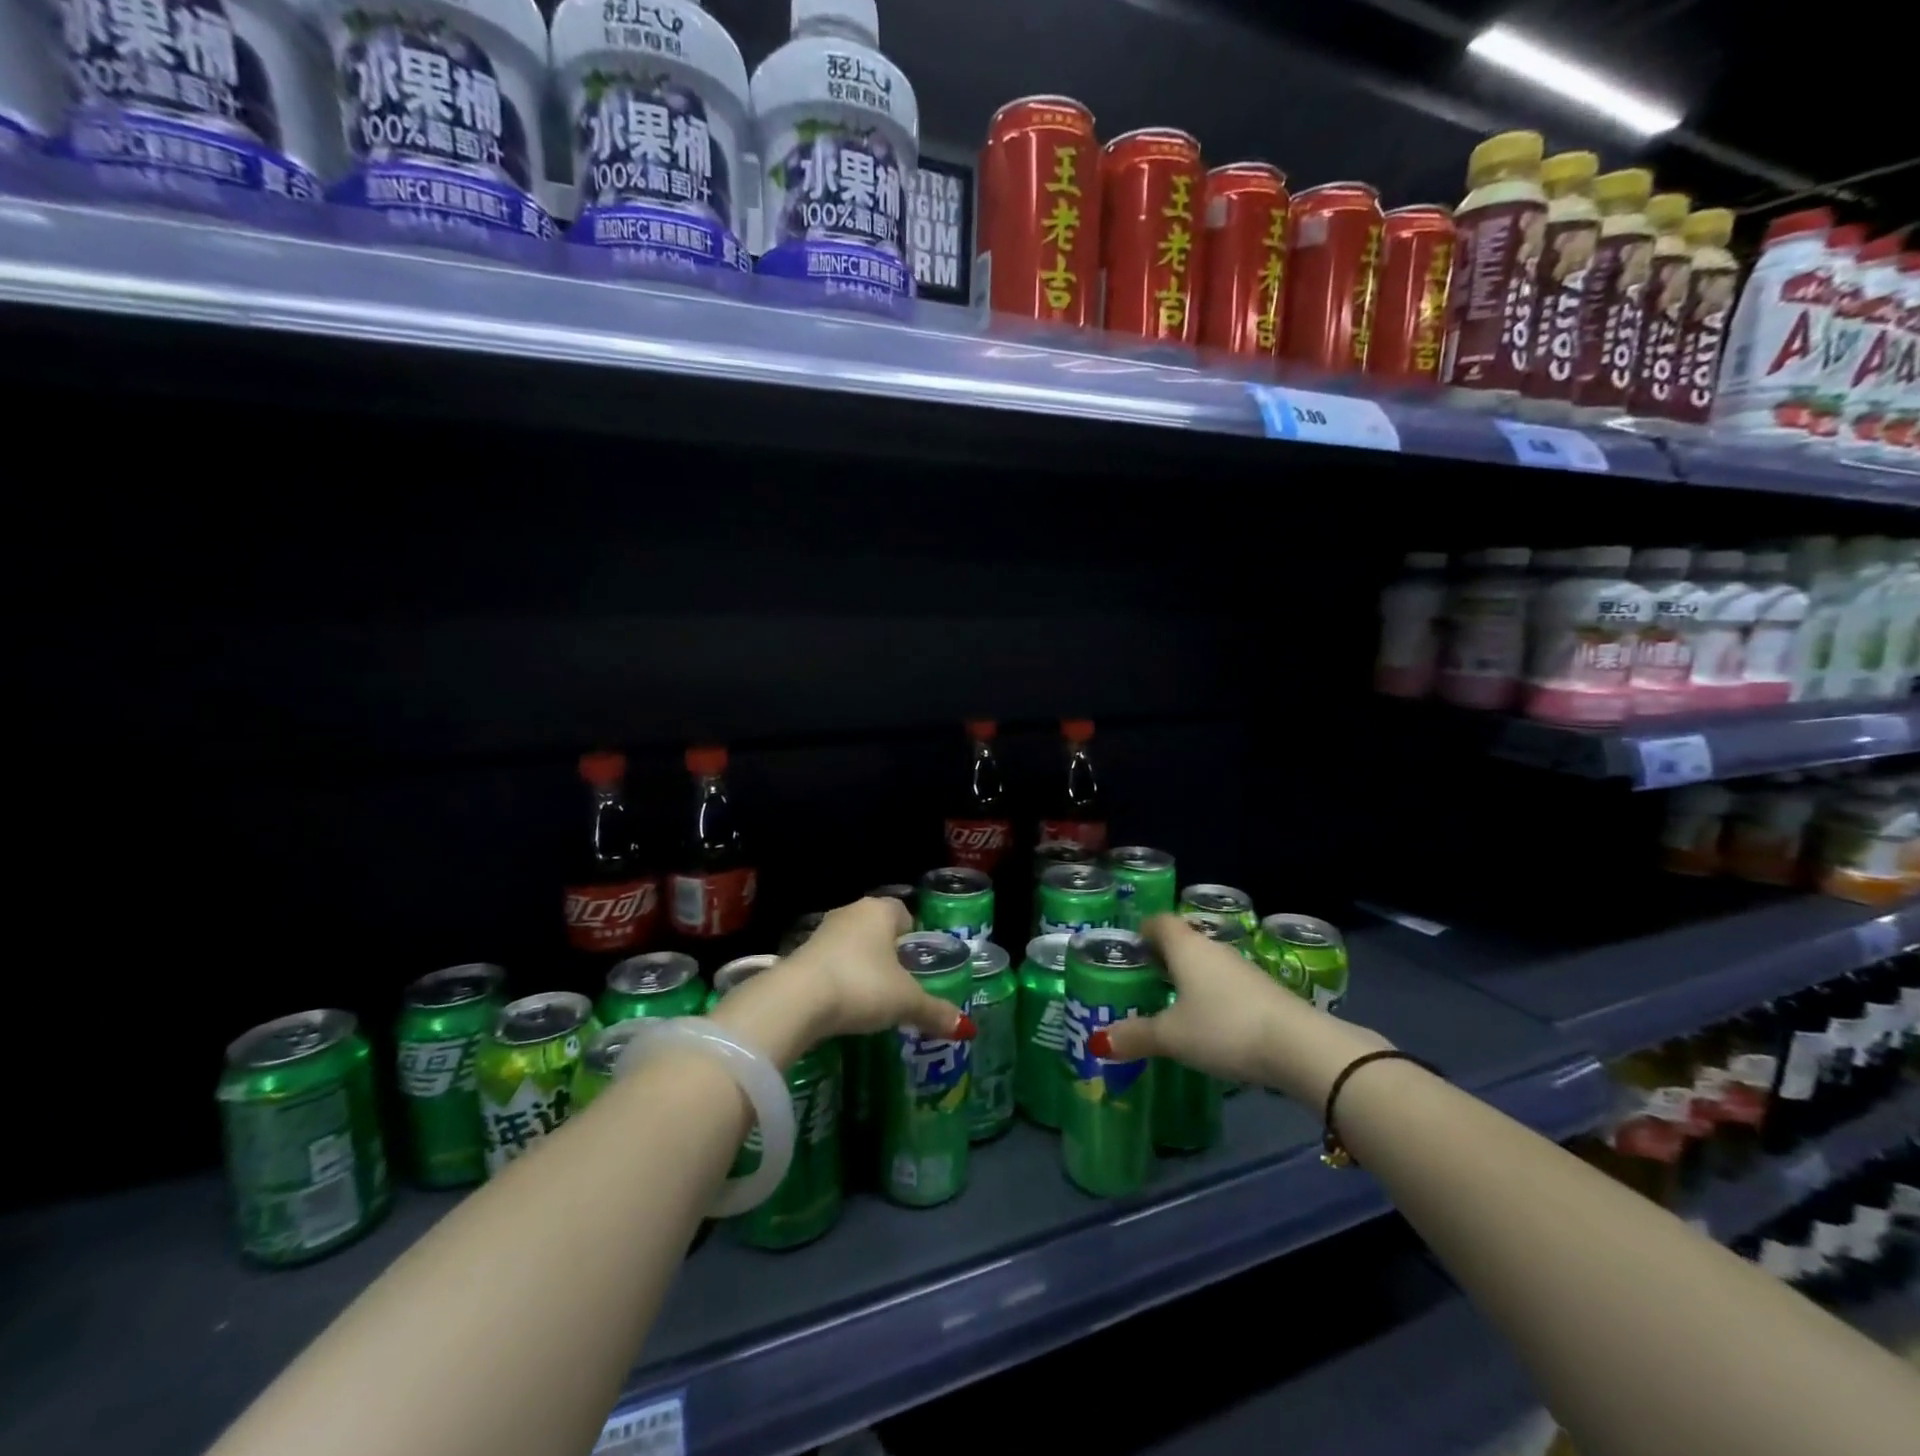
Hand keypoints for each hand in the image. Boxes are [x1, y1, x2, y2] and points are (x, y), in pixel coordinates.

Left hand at [781, 897, 975, 1041]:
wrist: (797, 1000)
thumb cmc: (862, 985)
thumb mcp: (906, 1002)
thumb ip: (935, 1011)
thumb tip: (967, 1028)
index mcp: (880, 910)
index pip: (904, 913)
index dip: (914, 937)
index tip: (919, 964)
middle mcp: (851, 912)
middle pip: (877, 928)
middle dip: (888, 953)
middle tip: (901, 983)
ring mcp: (822, 932)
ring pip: (852, 945)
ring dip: (861, 966)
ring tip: (873, 998)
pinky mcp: (800, 955)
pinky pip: (830, 963)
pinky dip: (839, 979)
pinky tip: (844, 1004)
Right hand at [1091, 915, 1387, 1089]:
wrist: (1299, 1047)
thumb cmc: (1222, 1027)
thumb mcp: (1171, 1036)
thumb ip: (1135, 1036)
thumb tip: (1099, 1041)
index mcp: (1186, 947)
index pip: (1158, 922)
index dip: (1143, 931)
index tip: (1130, 950)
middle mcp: (1214, 948)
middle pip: (1183, 942)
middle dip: (1164, 958)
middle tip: (1144, 981)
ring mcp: (1243, 969)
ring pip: (1207, 965)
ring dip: (1190, 979)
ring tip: (1173, 1006)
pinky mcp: (1266, 992)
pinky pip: (1228, 986)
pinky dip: (1214, 998)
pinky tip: (1210, 1025)